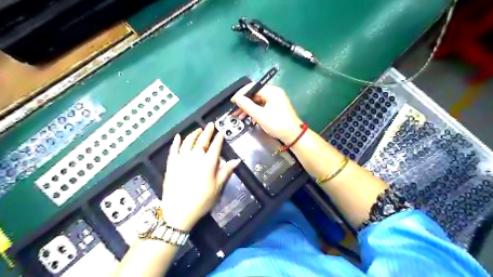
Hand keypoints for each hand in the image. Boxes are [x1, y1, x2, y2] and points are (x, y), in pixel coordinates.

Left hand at [161, 124, 239, 230]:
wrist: (178, 212)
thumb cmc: (201, 201)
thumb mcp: (217, 188)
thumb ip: (226, 172)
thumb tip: (236, 161)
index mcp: (208, 164)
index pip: (215, 147)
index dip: (219, 139)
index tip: (221, 132)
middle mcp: (194, 158)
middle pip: (202, 141)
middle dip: (207, 132)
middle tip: (210, 125)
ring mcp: (181, 160)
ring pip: (187, 142)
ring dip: (193, 134)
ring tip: (198, 129)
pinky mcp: (171, 165)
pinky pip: (173, 150)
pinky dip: (175, 142)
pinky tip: (178, 137)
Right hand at [232, 84, 303, 143]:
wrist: (293, 136)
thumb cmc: (277, 124)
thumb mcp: (260, 115)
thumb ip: (247, 105)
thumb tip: (236, 98)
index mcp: (272, 91)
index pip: (253, 87)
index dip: (241, 93)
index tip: (233, 101)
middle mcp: (274, 93)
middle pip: (255, 94)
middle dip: (244, 103)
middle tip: (234, 111)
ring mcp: (275, 100)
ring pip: (258, 101)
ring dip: (248, 109)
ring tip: (239, 116)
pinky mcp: (275, 108)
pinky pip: (262, 107)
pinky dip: (255, 112)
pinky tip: (250, 119)